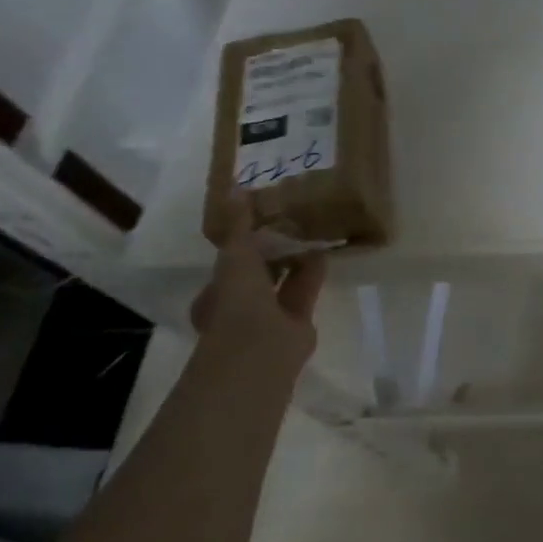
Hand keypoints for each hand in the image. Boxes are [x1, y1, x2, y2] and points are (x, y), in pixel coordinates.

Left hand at [188, 195, 324, 373]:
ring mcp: (270, 315)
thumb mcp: (235, 257)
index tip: (264, 213)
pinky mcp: (298, 322)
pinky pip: (304, 291)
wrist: (261, 352)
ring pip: (283, 280)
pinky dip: (312, 273)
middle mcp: (241, 302)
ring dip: (295, 259)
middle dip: (273, 248)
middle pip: (259, 269)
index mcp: (218, 289)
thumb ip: (239, 226)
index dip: (245, 236)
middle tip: (292, 220)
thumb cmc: (237, 303)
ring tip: (312, 231)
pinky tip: (324, 253)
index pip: (231, 257)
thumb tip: (235, 189)